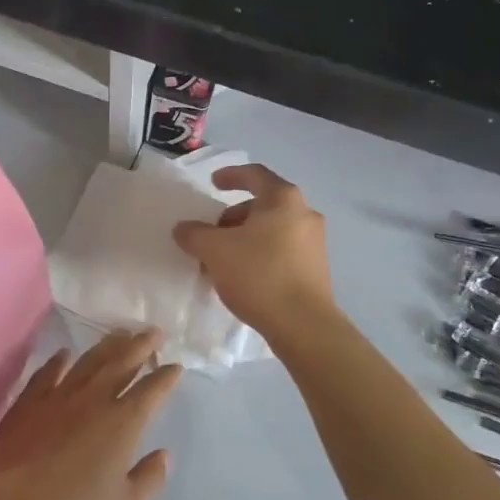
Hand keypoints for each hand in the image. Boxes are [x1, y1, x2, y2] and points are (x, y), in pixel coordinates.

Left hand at [0, 330, 179, 499]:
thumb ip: (148, 481)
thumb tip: (163, 455)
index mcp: (122, 424)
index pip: (151, 391)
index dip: (166, 377)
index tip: (176, 367)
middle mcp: (92, 401)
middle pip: (121, 363)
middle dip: (141, 346)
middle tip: (154, 332)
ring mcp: (56, 398)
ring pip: (87, 362)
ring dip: (107, 345)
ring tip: (120, 333)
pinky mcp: (26, 404)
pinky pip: (47, 373)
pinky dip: (59, 361)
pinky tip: (65, 355)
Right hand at [172, 164, 333, 337]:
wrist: (303, 325)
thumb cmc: (259, 275)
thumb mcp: (215, 251)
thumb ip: (194, 234)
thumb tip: (184, 228)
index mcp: (283, 199)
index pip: (255, 174)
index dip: (231, 175)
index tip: (213, 183)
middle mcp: (304, 214)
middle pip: (262, 205)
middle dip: (232, 217)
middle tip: (210, 234)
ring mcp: (314, 242)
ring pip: (271, 230)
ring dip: (244, 239)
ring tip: (221, 260)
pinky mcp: (315, 268)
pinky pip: (281, 250)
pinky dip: (259, 254)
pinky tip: (241, 277)